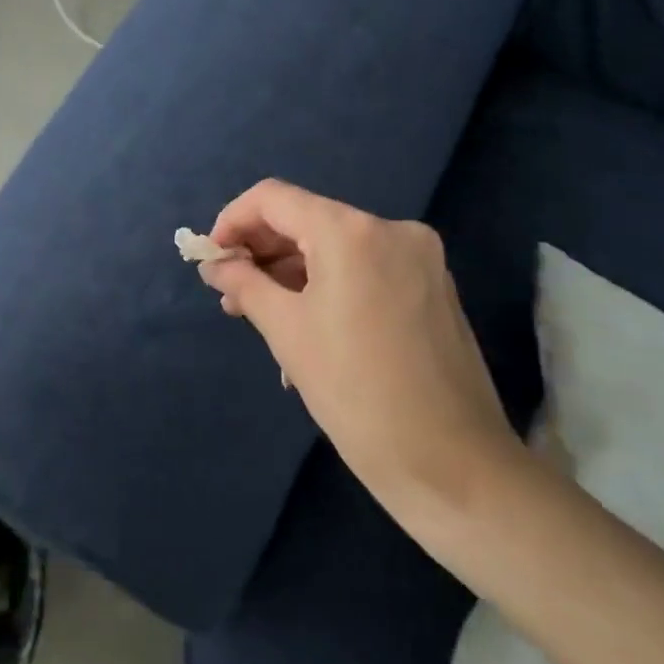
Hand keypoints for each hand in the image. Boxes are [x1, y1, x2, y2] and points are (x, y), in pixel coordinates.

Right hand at [199, 179, 525, 518]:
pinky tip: (307, 329)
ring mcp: (419, 258)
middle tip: (231, 295)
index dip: (233, 221)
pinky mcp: (433, 287)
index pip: (274, 198)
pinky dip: (330, 288)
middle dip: (263, 252)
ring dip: (294, 275)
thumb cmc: (356, 393)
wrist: (452, 465)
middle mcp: (391, 229)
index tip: (211, 260)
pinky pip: (366, 271)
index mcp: (352, 231)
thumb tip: (215, 265)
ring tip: (262, 318)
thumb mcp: (287, 332)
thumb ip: (245, 284)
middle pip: (308, 220)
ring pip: (337, 248)